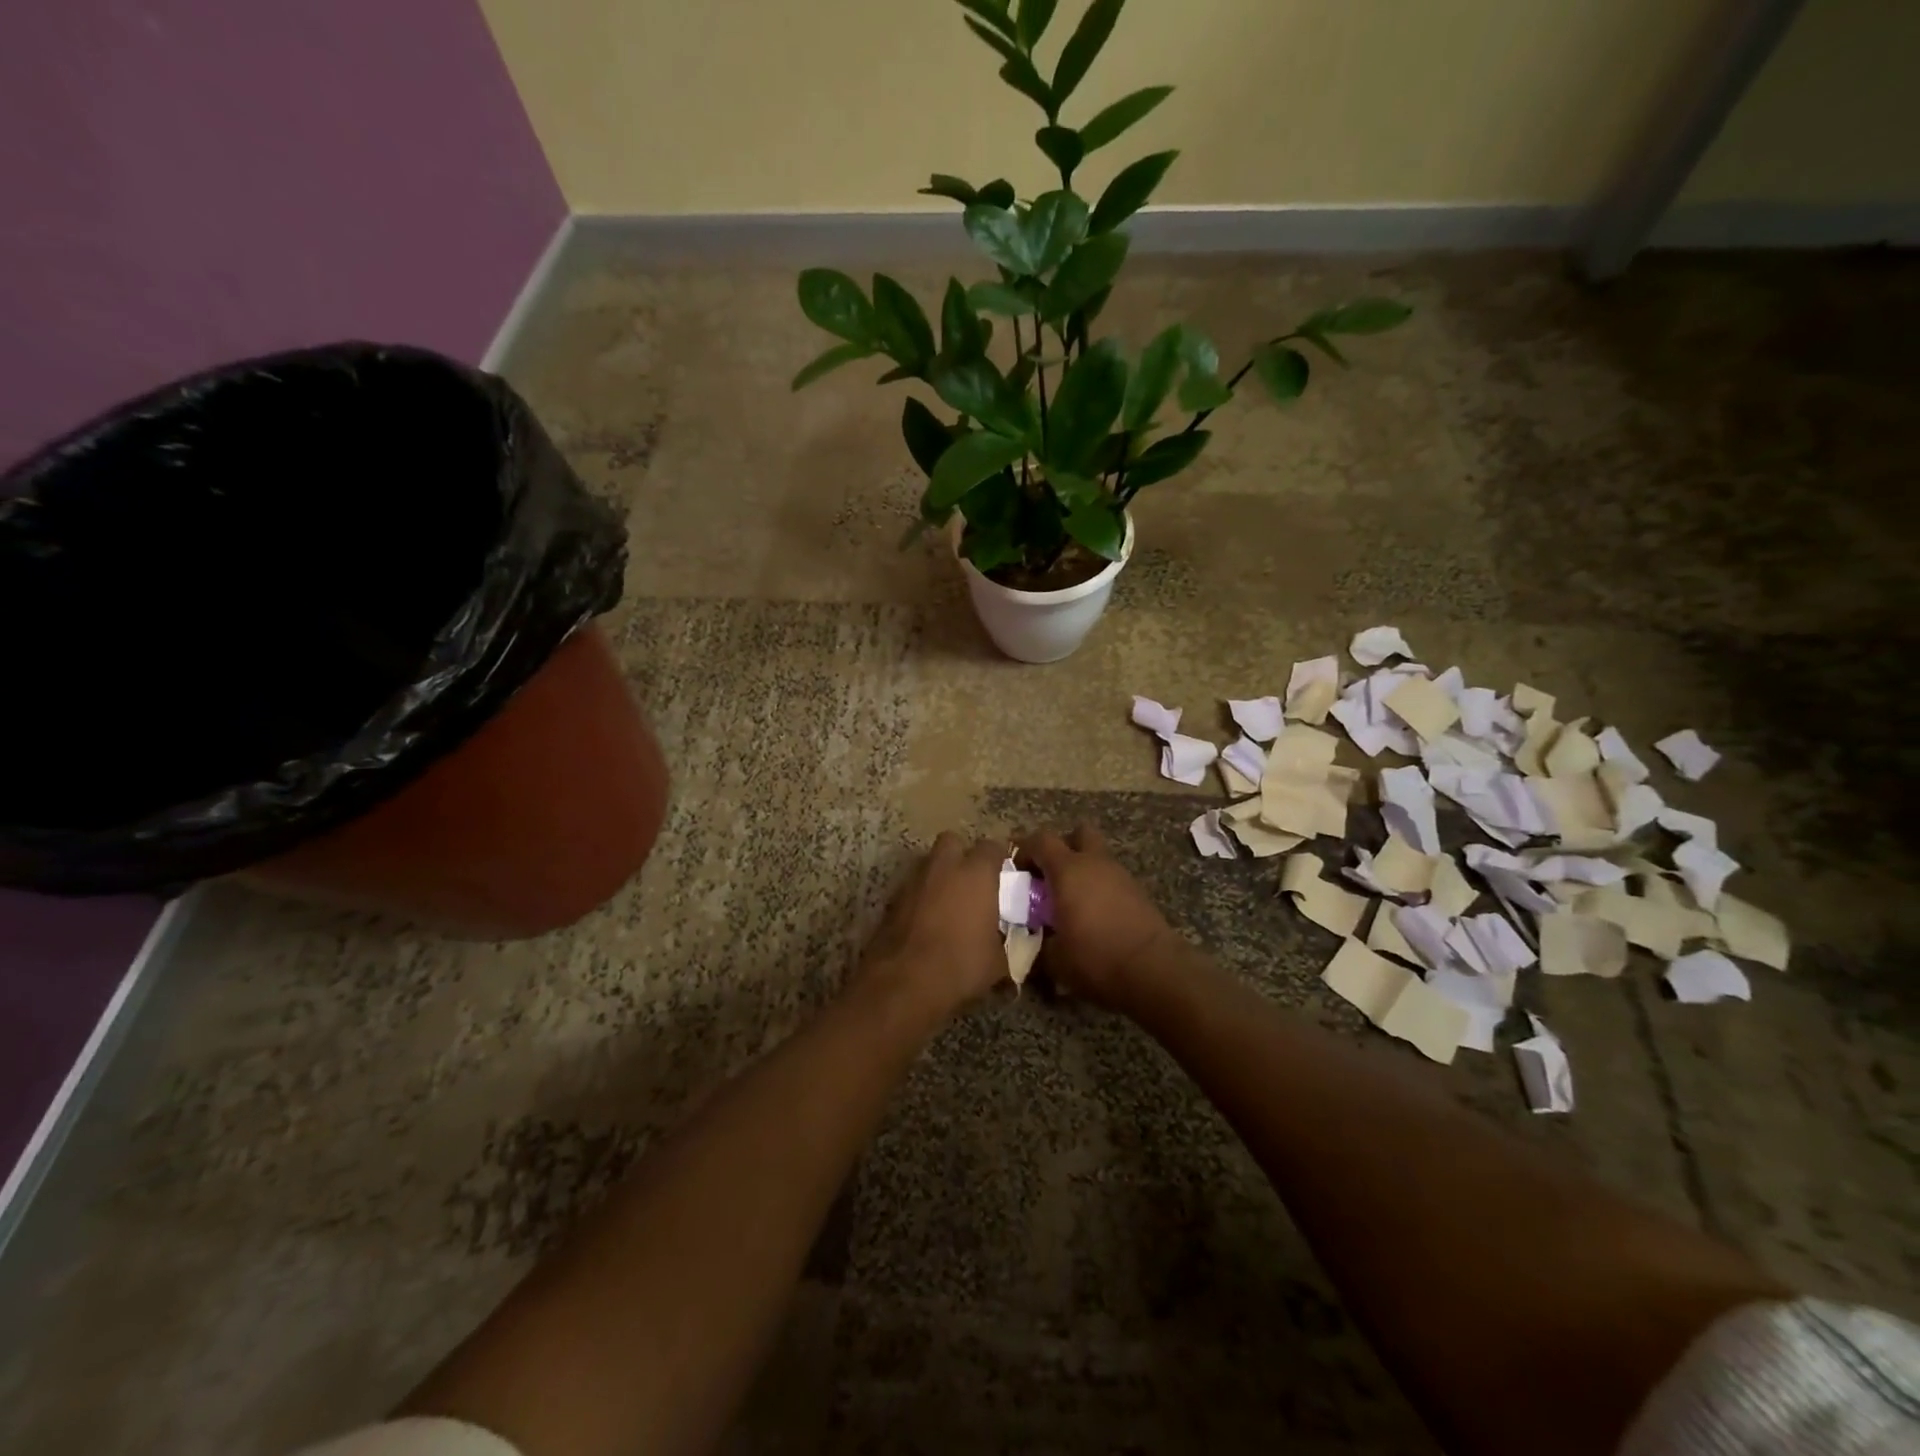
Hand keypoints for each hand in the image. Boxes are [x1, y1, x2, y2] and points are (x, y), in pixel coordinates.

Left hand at [855, 832, 1007, 1019]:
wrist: (904, 982)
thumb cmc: (960, 965)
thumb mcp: (998, 961)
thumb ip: (1006, 940)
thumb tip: (1008, 940)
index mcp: (976, 873)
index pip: (992, 847)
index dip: (999, 859)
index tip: (1004, 877)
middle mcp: (944, 866)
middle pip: (953, 841)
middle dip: (962, 856)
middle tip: (972, 882)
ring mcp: (914, 880)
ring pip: (929, 863)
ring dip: (939, 875)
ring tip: (948, 903)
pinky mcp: (892, 898)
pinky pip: (912, 887)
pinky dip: (921, 896)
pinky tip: (926, 921)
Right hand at [1021, 826, 1180, 1007]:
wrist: (1154, 971)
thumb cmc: (1096, 958)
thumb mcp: (1054, 959)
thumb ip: (1038, 944)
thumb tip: (1033, 942)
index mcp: (1068, 870)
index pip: (1041, 840)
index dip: (1025, 850)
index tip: (1016, 872)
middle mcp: (1095, 863)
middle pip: (1078, 834)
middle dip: (1062, 848)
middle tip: (1049, 876)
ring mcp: (1120, 875)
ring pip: (1097, 857)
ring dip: (1082, 870)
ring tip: (1071, 902)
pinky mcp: (1138, 892)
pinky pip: (1111, 878)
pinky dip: (1099, 888)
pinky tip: (1094, 916)